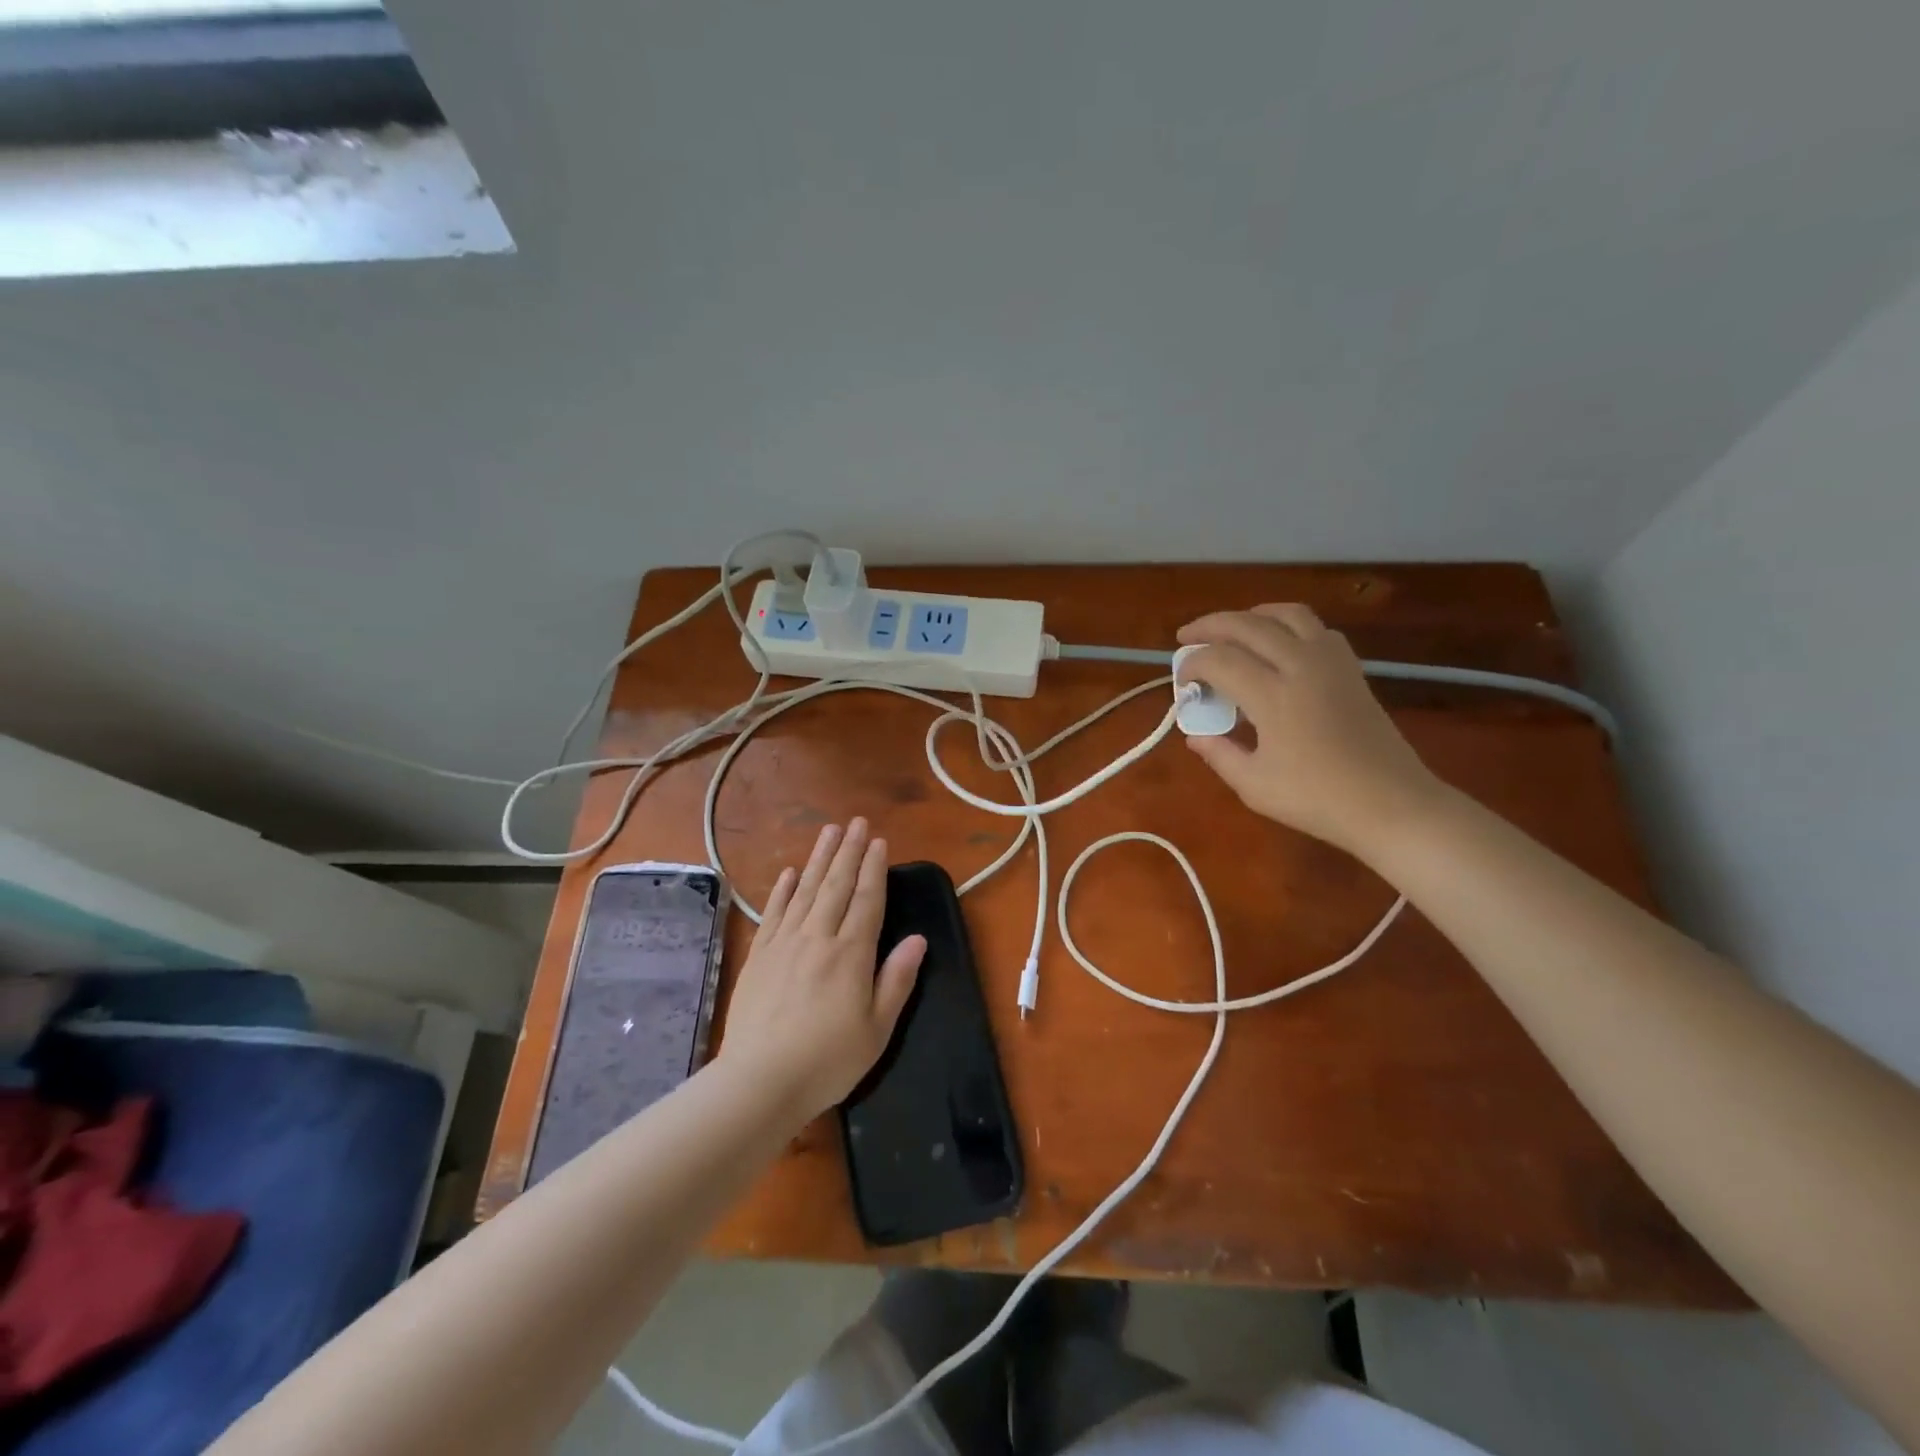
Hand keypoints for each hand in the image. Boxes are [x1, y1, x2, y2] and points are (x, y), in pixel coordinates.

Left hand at [718, 819, 924, 1121]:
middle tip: (856, 822)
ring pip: (805, 890)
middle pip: (836, 885)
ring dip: (819, 859)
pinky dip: (781, 890)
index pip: (867, 900)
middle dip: (849, 852)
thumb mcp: (877, 1029)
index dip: (874, 869)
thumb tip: (918, 939)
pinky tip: (788, 873)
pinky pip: (773, 913)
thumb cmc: (828, 1060)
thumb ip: (897, 980)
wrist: (760, 1081)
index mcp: (851, 954)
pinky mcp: (759, 956)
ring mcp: (785, 944)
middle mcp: (818, 938)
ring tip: (829, 831)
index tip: (879, 842)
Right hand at [1176, 605, 1446, 858]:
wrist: (1392, 804)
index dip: (1191, 664)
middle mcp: (1302, 666)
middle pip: (1248, 624)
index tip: (1181, 684)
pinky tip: (1277, 646)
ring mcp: (1332, 663)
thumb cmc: (1318, 799)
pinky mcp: (1351, 669)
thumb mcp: (1254, 785)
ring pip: (1287, 614)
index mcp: (1274, 696)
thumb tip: (1196, 736)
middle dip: (1210, 626)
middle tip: (1187, 637)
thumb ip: (1219, 754)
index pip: (1219, 659)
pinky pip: (1315, 628)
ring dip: (1251, 615)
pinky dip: (1286, 625)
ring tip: (1231, 631)